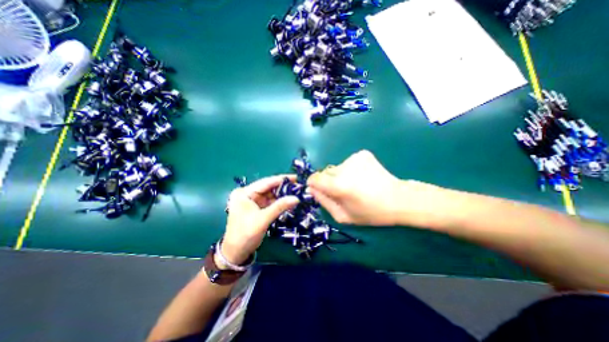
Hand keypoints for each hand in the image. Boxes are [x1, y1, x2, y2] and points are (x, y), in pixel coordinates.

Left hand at [223, 175, 300, 265]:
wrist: (236, 253)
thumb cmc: (245, 235)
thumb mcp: (263, 219)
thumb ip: (279, 207)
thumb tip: (296, 198)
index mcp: (244, 193)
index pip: (265, 182)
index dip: (281, 179)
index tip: (296, 177)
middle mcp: (248, 194)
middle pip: (269, 187)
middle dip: (283, 187)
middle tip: (299, 186)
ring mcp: (253, 201)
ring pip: (271, 195)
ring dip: (283, 195)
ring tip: (297, 192)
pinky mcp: (258, 208)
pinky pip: (271, 202)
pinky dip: (280, 202)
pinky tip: (290, 201)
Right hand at [310, 149, 408, 227]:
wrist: (398, 199)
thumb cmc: (370, 212)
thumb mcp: (343, 216)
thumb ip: (324, 202)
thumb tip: (312, 189)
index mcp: (339, 185)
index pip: (315, 178)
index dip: (315, 184)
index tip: (321, 190)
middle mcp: (344, 168)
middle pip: (325, 172)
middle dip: (329, 181)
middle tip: (343, 191)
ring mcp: (354, 158)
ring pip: (337, 167)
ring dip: (341, 175)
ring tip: (356, 184)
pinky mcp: (362, 154)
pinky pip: (348, 162)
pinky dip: (351, 169)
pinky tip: (363, 176)